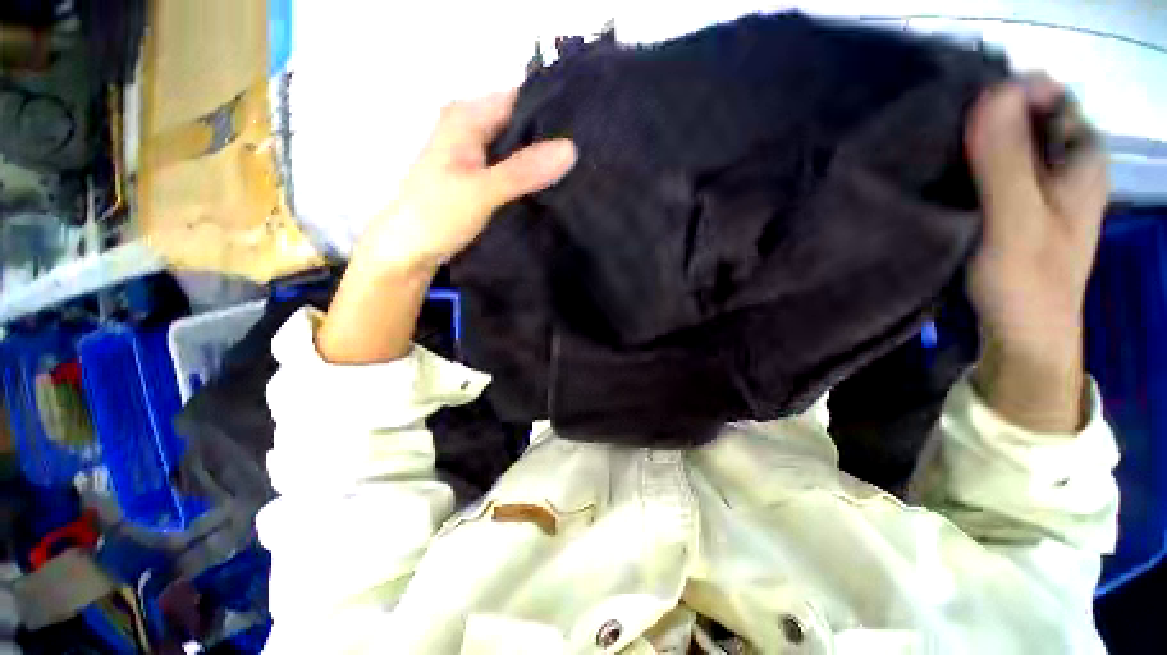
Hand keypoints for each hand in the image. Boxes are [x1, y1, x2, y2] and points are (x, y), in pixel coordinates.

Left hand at [317, 90, 575, 363]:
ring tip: (581, 167)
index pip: (520, 99)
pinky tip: (556, 184)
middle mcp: (473, 128)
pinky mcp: (483, 177)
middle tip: (590, 152)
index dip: (553, 109)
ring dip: (544, 159)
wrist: (410, 249)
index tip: (589, 126)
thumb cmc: (436, 214)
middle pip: (522, 123)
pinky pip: (514, 168)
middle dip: (552, 137)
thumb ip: (523, 171)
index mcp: (467, 117)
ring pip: (520, 148)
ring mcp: (478, 154)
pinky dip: (532, 175)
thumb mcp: (481, 191)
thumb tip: (571, 149)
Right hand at [965, 75, 1108, 431]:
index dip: (1006, 93)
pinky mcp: (1015, 204)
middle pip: (1024, 117)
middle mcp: (1065, 163)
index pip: (1047, 95)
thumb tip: (992, 93)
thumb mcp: (1018, 221)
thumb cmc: (1028, 285)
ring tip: (930, 150)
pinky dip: (968, 165)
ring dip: (971, 142)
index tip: (959, 108)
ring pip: (1006, 143)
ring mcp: (1039, 185)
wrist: (1023, 337)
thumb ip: (1006, 161)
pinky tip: (941, 174)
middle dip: (985, 117)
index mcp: (1082, 157)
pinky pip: (992, 168)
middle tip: (937, 132)